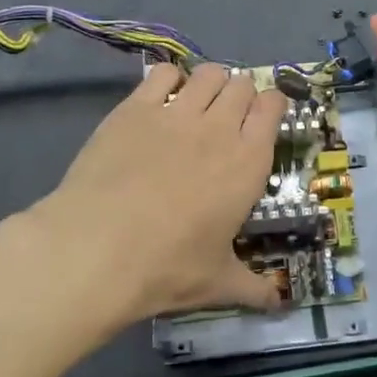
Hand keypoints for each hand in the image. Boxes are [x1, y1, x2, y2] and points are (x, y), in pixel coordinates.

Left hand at [22, 62, 287, 327]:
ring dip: (210, 83)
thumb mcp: (217, 283)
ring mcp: (176, 113)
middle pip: (241, 85)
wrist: (97, 249)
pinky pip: (162, 73)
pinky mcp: (135, 108)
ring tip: (197, 103)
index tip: (264, 116)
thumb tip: (279, 304)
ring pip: (208, 73)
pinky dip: (169, 79)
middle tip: (227, 118)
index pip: (273, 107)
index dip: (271, 105)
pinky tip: (161, 100)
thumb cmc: (167, 267)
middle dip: (240, 95)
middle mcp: (219, 128)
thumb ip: (253, 287)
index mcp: (248, 162)